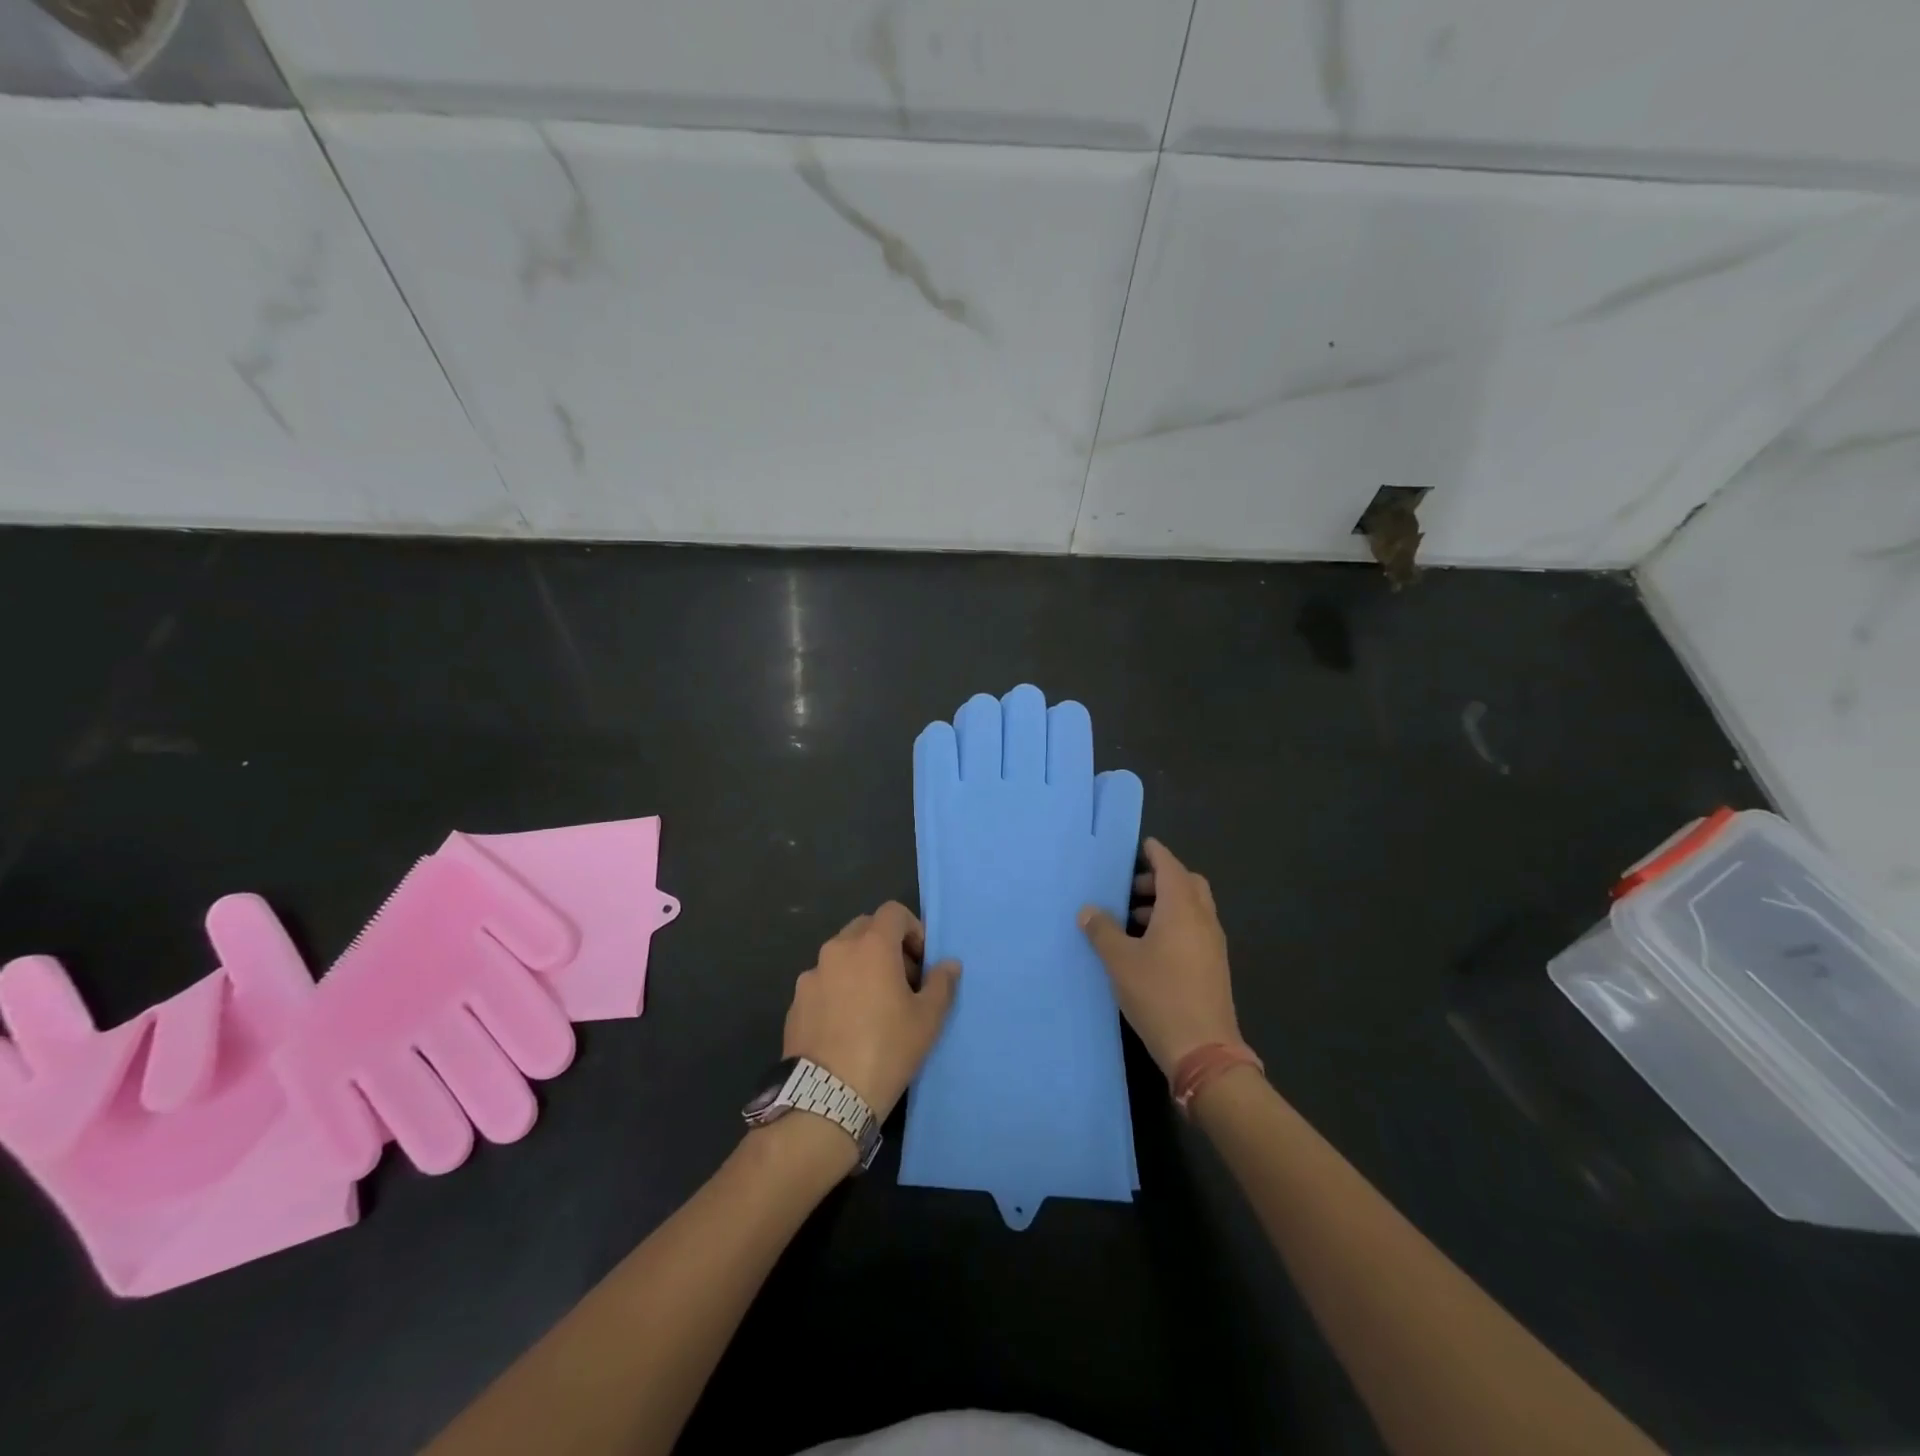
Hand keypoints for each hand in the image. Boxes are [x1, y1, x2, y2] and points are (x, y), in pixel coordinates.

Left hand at [784, 902, 959, 1119]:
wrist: (827, 1098)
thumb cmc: (887, 1050)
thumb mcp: (928, 1020)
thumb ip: (941, 984)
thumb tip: (948, 964)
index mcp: (871, 945)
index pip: (893, 912)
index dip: (912, 929)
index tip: (921, 961)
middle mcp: (837, 950)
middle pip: (865, 928)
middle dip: (886, 945)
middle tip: (901, 981)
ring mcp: (811, 976)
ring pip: (841, 956)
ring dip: (860, 967)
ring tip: (873, 1006)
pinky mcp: (795, 1002)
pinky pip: (823, 983)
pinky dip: (838, 990)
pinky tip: (846, 1026)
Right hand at [1078, 838, 1240, 1076]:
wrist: (1203, 1050)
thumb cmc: (1159, 995)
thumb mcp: (1120, 961)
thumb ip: (1102, 931)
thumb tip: (1088, 910)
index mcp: (1182, 909)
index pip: (1170, 866)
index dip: (1155, 854)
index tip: (1142, 846)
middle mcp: (1203, 919)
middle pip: (1187, 884)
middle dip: (1161, 879)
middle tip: (1131, 889)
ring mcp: (1213, 944)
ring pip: (1192, 908)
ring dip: (1166, 904)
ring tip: (1132, 920)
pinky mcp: (1214, 966)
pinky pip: (1194, 929)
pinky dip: (1175, 924)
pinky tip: (1149, 947)